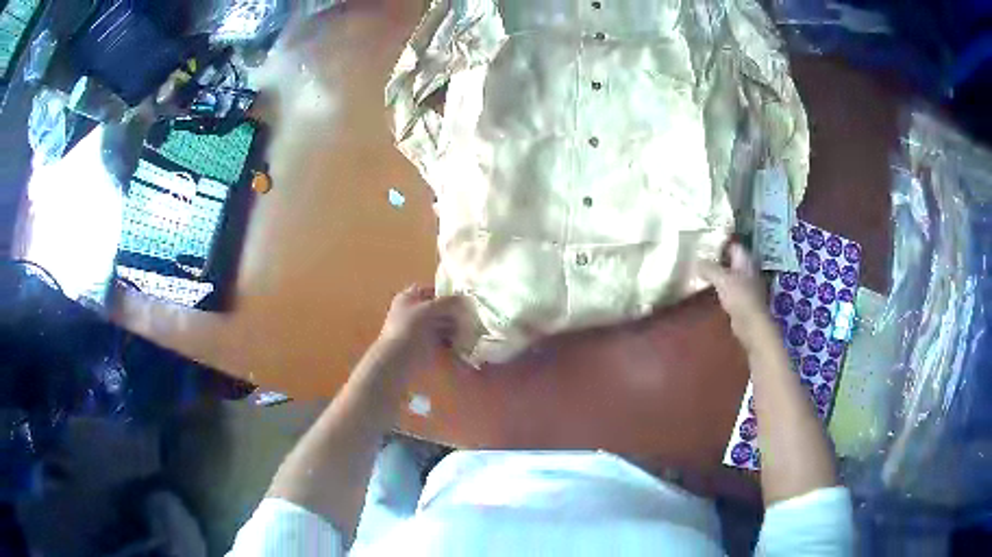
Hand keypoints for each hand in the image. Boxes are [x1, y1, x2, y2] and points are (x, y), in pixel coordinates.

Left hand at [376, 285, 466, 372]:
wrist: (400, 358)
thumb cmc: (410, 327)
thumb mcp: (428, 308)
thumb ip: (446, 301)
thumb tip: (463, 297)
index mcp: (408, 298)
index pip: (428, 290)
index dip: (443, 291)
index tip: (461, 293)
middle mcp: (415, 313)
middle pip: (438, 308)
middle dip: (453, 309)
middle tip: (471, 310)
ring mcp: (422, 329)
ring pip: (443, 323)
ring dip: (456, 324)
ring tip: (471, 324)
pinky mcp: (429, 344)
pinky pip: (445, 338)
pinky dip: (454, 338)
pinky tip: (466, 337)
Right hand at [697, 243, 776, 350]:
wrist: (751, 324)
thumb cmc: (740, 297)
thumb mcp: (722, 279)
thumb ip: (709, 268)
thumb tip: (697, 262)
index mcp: (745, 261)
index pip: (733, 245)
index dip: (720, 242)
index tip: (705, 242)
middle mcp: (747, 270)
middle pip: (731, 259)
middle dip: (717, 258)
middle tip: (699, 256)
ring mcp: (746, 285)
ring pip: (729, 274)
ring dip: (718, 273)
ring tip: (701, 271)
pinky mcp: (742, 299)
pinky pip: (729, 287)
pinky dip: (720, 286)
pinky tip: (709, 288)